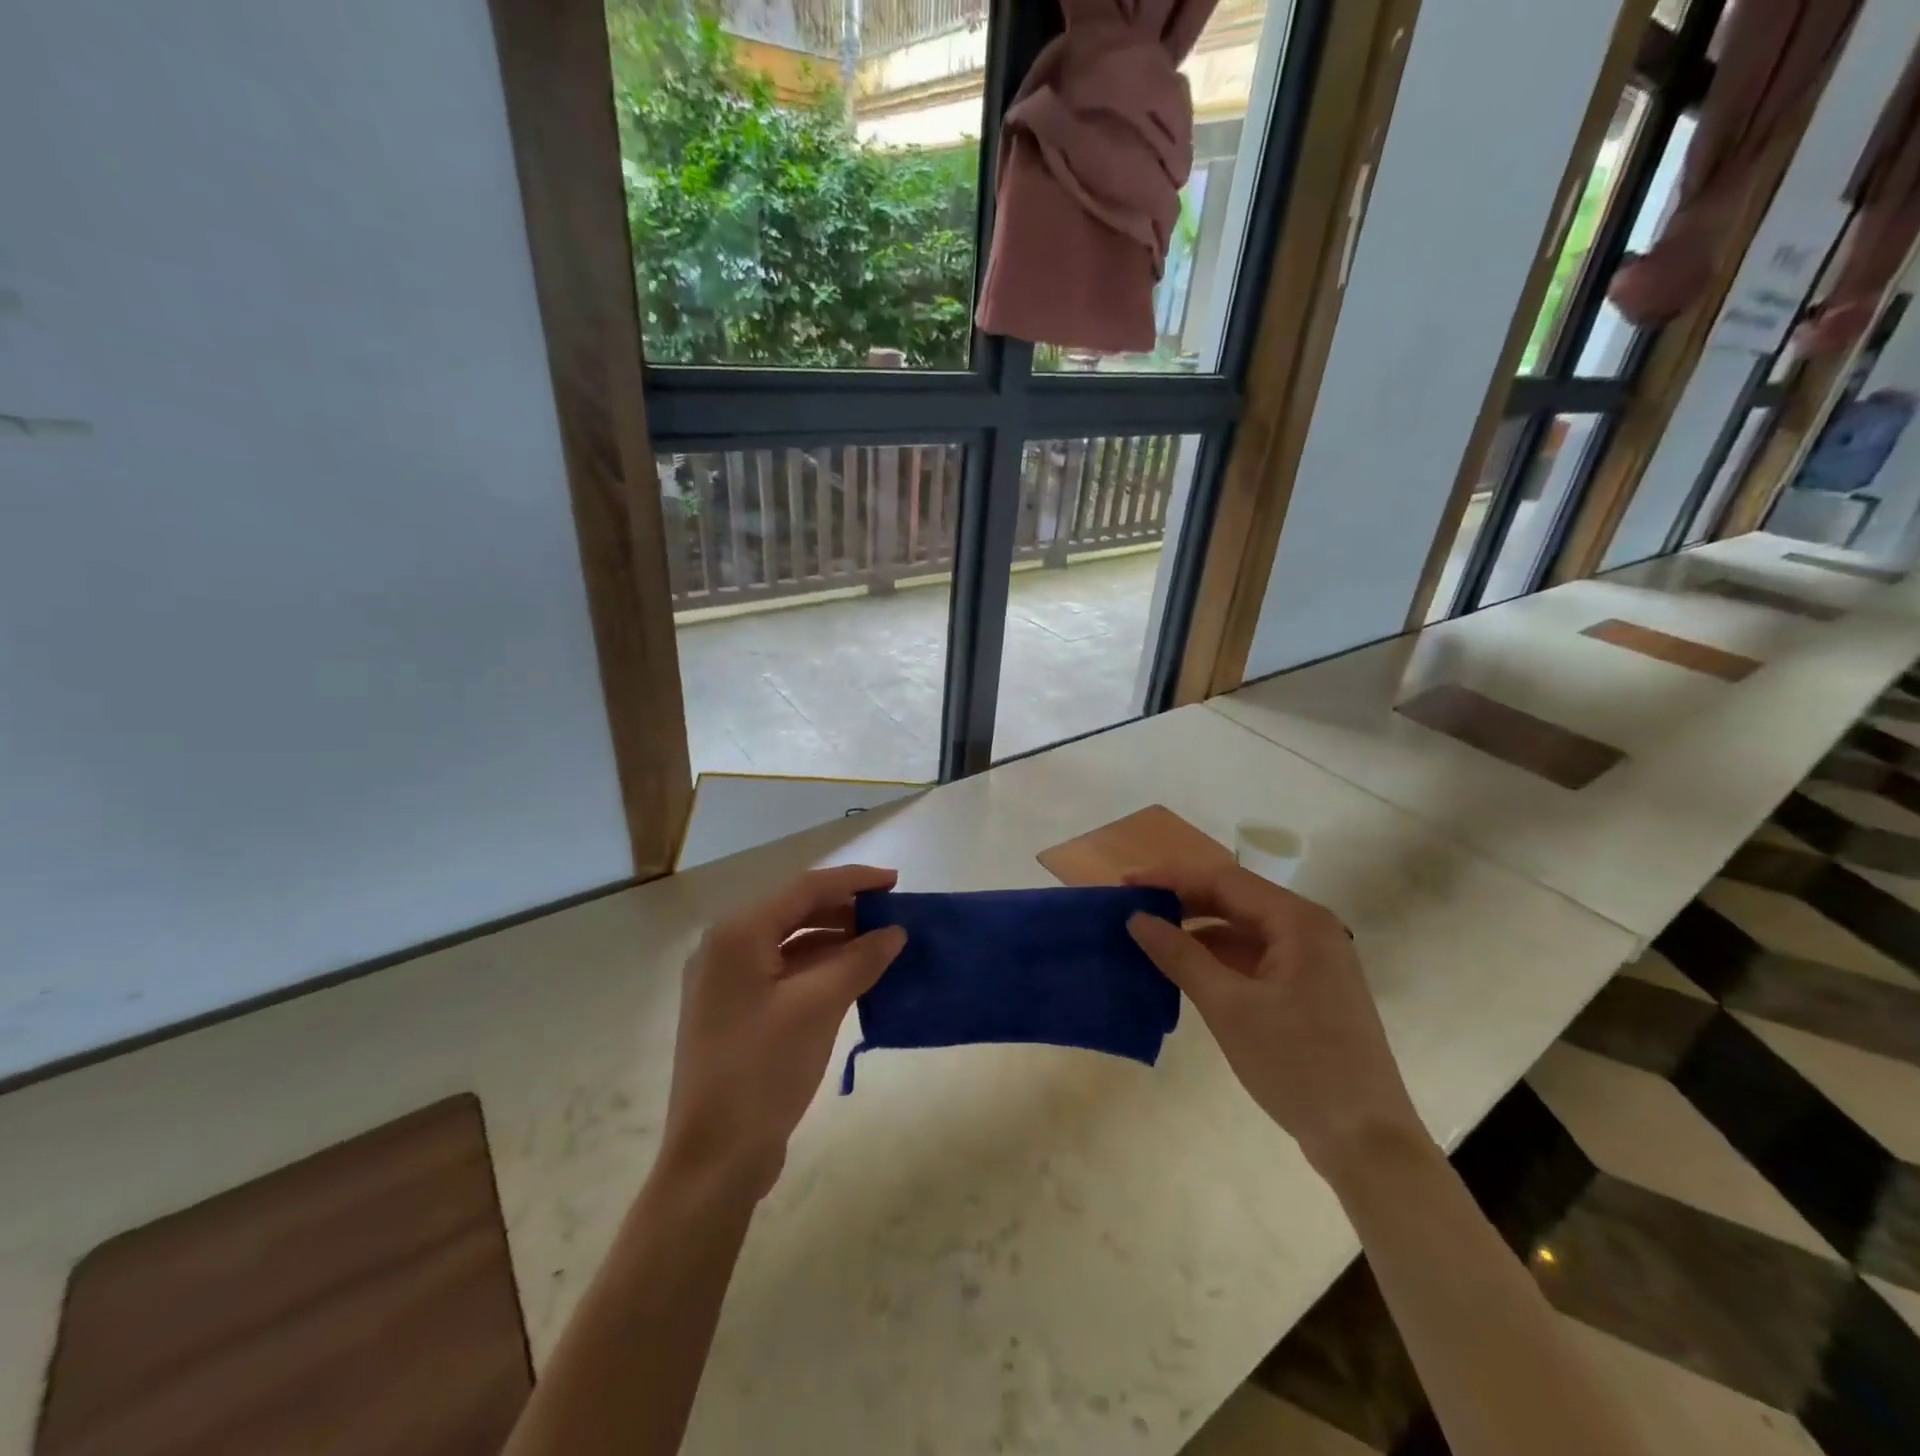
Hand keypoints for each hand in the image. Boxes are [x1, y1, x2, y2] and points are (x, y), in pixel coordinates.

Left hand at [661, 864, 906, 1199]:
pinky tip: (851, 977)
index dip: (853, 880)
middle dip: (845, 909)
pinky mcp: (735, 1009)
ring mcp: (726, 981)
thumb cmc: (763, 1070)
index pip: (805, 888)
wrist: (714, 1158)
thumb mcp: (819, 1006)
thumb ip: (859, 959)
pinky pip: (783, 971)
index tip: (895, 882)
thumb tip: (895, 931)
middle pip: (795, 910)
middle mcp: (725, 946)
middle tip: (891, 916)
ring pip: (789, 941)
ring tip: (879, 945)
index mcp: (738, 934)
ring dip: (834, 939)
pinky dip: (818, 967)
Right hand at [1125, 862, 1426, 1177]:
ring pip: (1243, 929)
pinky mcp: (1310, 987)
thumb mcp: (1228, 1007)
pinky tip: (1186, 970)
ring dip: (1198, 931)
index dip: (1170, 878)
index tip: (1125, 884)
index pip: (1223, 880)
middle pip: (1235, 899)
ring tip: (1151, 938)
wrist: (1366, 1141)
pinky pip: (1255, 956)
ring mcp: (1313, 959)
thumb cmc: (1297, 1065)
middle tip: (1133, 909)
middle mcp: (1310, 928)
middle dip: (1182, 902)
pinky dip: (1219, 958)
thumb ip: (1180, 955)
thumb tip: (1136, 918)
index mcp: (1298, 921)